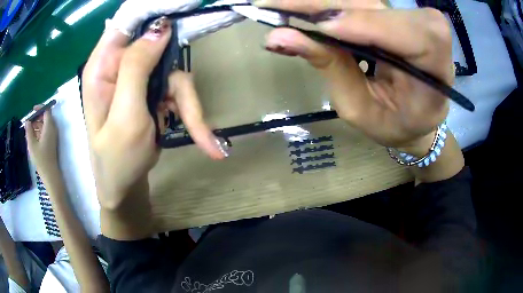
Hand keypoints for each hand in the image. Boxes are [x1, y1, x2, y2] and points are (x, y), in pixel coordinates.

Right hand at [25, 105, 58, 175]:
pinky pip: (45, 133)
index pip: (47, 111)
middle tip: (28, 122)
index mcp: (49, 127)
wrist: (50, 175)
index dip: (40, 108)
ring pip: (44, 126)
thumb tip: (27, 121)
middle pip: (45, 117)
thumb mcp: (32, 144)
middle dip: (37, 118)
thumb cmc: (41, 159)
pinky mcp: (51, 143)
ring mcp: (52, 137)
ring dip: (37, 125)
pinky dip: (38, 132)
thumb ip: (29, 131)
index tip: (32, 110)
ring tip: (28, 130)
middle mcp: (53, 129)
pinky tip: (31, 137)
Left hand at [82, 16, 225, 209]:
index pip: (125, 21)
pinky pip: (177, 91)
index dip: (152, 9)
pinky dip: (192, 114)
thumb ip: (136, 68)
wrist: (125, 188)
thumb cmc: (117, 160)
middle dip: (175, 68)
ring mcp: (137, 80)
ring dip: (188, 103)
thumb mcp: (125, 116)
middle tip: (190, 89)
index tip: (183, 5)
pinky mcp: (151, 93)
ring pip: (173, 72)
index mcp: (102, 67)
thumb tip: (159, 27)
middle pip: (157, 45)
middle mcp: (118, 67)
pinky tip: (205, 141)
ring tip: (203, 137)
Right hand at [258, 1, 452, 150]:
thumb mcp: (360, 107)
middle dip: (322, 5)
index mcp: (436, 68)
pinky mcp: (393, 13)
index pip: (410, 33)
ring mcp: (410, 18)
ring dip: (317, 4)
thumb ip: (329, 67)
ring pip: (361, 0)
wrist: (415, 118)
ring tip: (278, 9)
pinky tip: (301, 11)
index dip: (366, 24)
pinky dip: (327, 6)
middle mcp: (428, 33)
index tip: (321, 29)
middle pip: (374, 6)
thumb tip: (279, 37)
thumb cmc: (394, 123)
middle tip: (270, 7)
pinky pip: (358, 3)